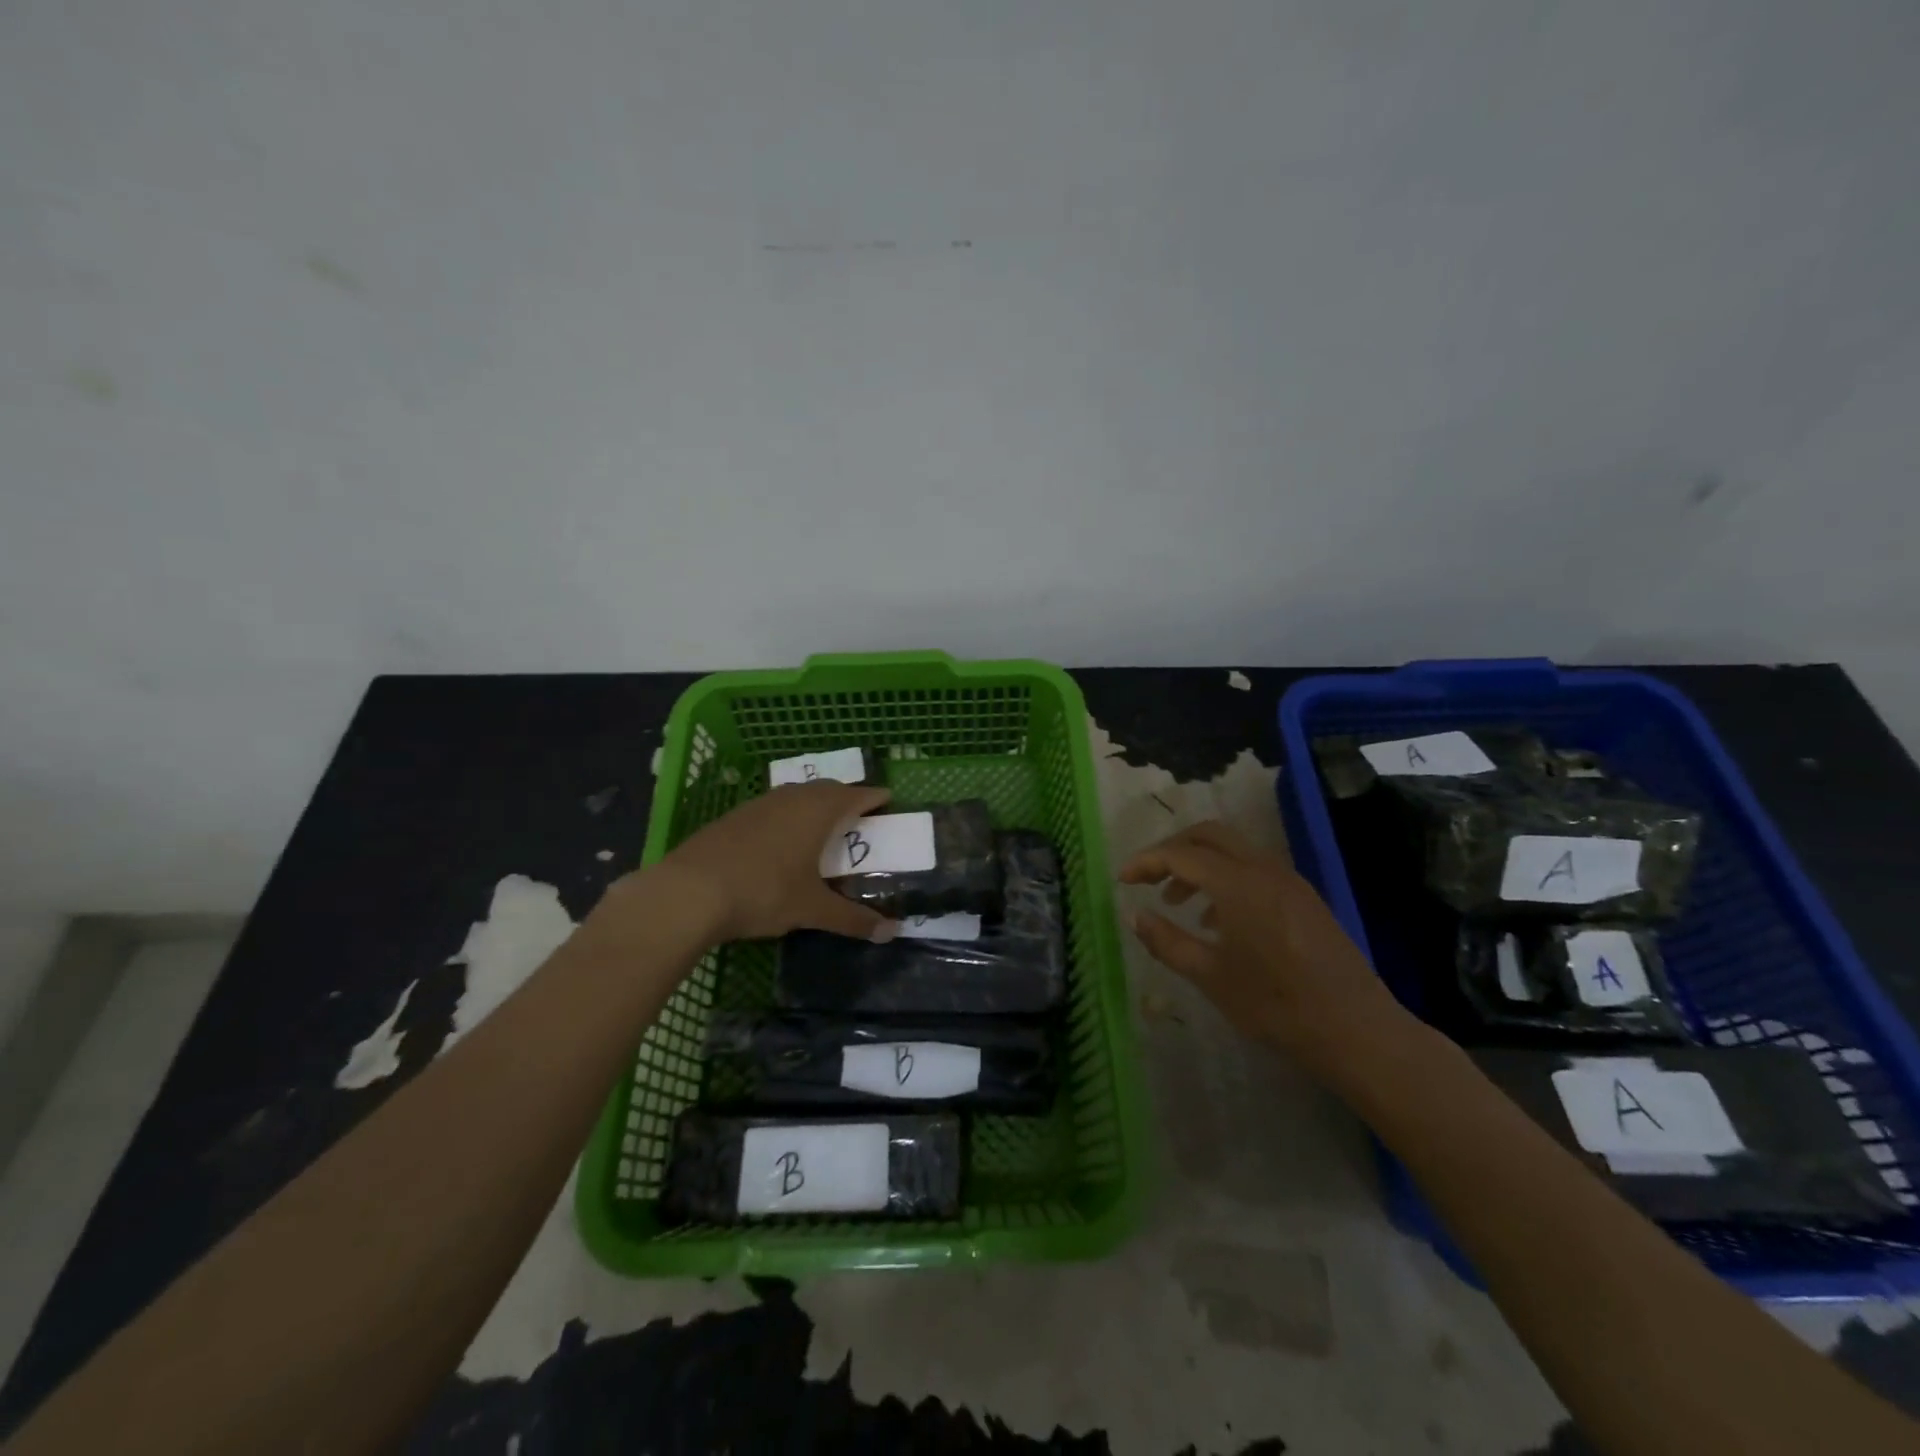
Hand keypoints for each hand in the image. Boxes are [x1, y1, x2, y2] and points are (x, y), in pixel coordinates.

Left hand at [650, 781, 900, 942]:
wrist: (688, 891)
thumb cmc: (763, 892)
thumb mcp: (811, 910)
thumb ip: (852, 919)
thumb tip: (892, 932)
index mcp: (819, 811)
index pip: (858, 795)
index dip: (876, 798)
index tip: (890, 803)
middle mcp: (793, 797)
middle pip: (829, 790)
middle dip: (847, 800)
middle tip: (860, 821)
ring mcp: (761, 803)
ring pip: (798, 796)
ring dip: (816, 807)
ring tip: (823, 831)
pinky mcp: (735, 816)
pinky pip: (774, 807)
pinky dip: (788, 817)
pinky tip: (781, 843)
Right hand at [1119, 821, 1414, 1083]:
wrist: (1356, 1030)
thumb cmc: (1275, 1005)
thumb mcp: (1210, 976)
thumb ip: (1166, 941)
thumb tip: (1133, 915)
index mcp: (1238, 883)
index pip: (1180, 854)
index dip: (1146, 862)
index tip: (1122, 880)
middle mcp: (1263, 869)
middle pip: (1209, 835)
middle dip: (1173, 849)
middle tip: (1148, 877)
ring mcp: (1288, 881)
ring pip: (1233, 851)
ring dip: (1199, 864)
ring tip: (1177, 902)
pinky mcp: (1303, 898)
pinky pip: (1254, 870)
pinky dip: (1225, 878)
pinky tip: (1218, 920)